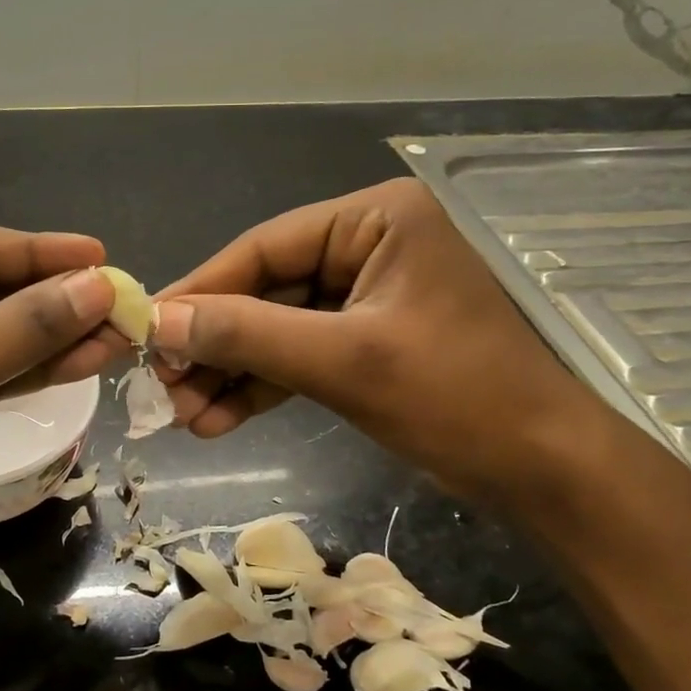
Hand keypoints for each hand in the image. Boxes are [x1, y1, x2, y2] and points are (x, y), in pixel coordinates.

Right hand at [150, 178, 596, 498]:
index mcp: (377, 220)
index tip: (146, 329)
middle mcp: (370, 245)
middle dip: (215, 344)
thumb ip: (249, 336)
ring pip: (278, 327)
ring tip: (182, 417)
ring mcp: (368, 296)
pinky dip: (263, 387)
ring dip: (231, 372)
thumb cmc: (457, 397)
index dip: (202, 290)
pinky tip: (218, 421)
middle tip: (162, 387)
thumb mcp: (344, 361)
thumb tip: (161, 322)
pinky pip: (301, 355)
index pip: (265, 247)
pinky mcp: (368, 341)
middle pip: (267, 289)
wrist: (544, 470)